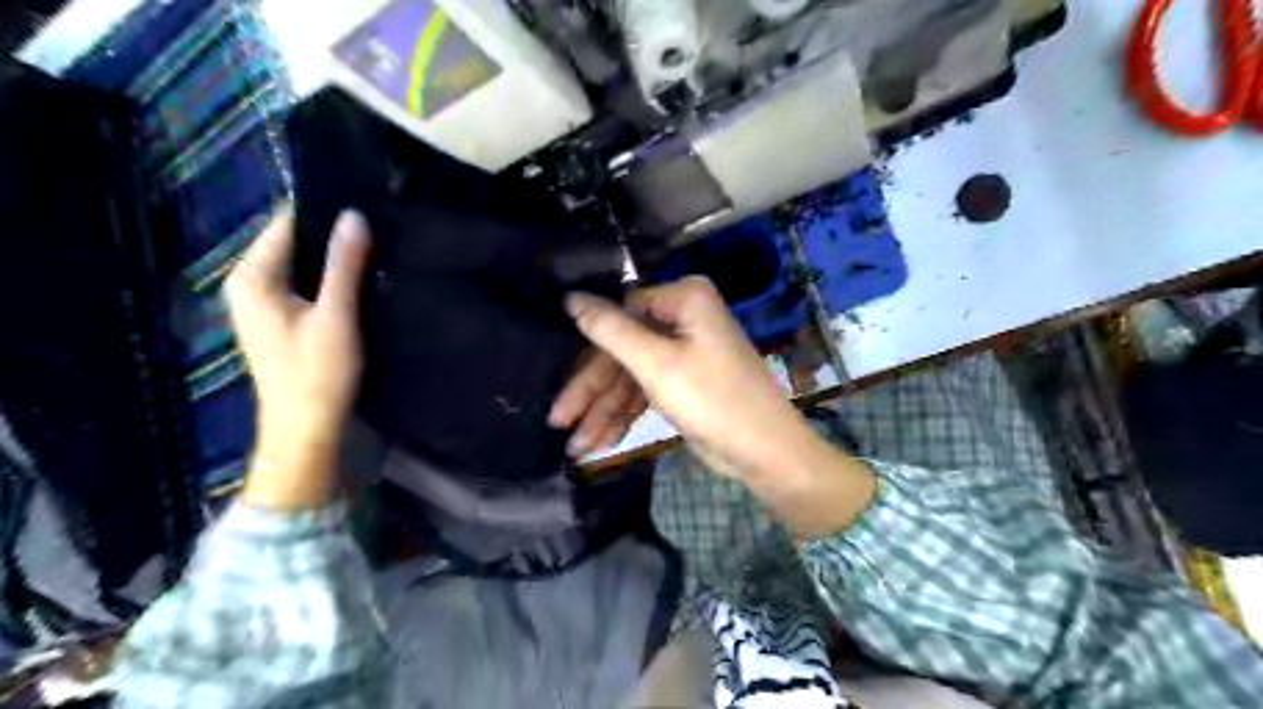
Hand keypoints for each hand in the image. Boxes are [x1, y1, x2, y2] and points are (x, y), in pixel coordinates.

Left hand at [225, 208, 370, 506]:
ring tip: (375, 252)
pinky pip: (305, 286)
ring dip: (334, 262)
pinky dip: (329, 282)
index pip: (287, 224)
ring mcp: (262, 305)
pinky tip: (359, 283)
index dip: (325, 214)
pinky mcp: (280, 322)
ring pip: (302, 266)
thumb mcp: (336, 316)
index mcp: (252, 277)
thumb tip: (354, 215)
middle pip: (294, 245)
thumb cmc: (318, 373)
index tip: (366, 209)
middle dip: (332, 239)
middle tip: (378, 232)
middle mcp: (249, 285)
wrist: (306, 428)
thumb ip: (344, 265)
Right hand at [567, 277, 874, 537]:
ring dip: (604, 410)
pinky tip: (601, 441)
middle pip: (622, 350)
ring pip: (631, 375)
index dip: (587, 351)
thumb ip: (610, 329)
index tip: (557, 382)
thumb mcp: (656, 363)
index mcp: (683, 298)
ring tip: (575, 447)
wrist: (764, 451)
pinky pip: (646, 391)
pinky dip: (625, 415)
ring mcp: (684, 351)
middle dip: (592, 392)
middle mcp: (684, 317)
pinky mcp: (684, 380)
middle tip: (558, 423)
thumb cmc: (712, 399)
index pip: (620, 314)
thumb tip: (570, 297)